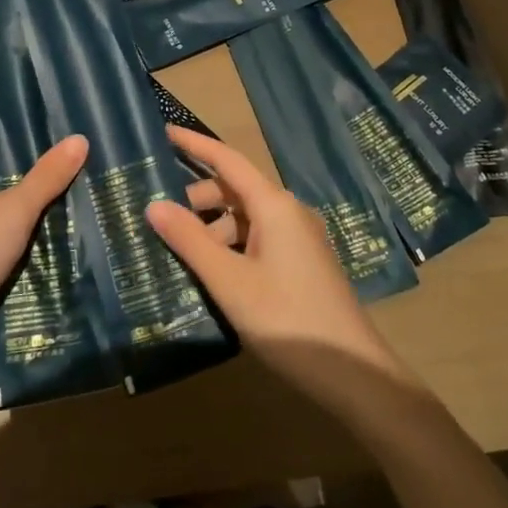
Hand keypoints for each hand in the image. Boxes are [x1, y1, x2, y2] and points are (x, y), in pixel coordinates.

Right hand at [147, 126, 406, 414]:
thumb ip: (190, 241)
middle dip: (197, 201)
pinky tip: (211, 276)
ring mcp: (298, 240)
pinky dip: (230, 249)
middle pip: (234, 192)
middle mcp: (288, 213)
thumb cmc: (288, 319)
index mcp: (274, 206)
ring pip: (245, 220)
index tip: (163, 132)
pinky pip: (257, 241)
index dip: (195, 145)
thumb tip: (154, 205)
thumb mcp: (230, 281)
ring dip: (212, 231)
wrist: (353, 374)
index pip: (228, 160)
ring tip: (180, 258)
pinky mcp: (302, 265)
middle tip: (160, 223)